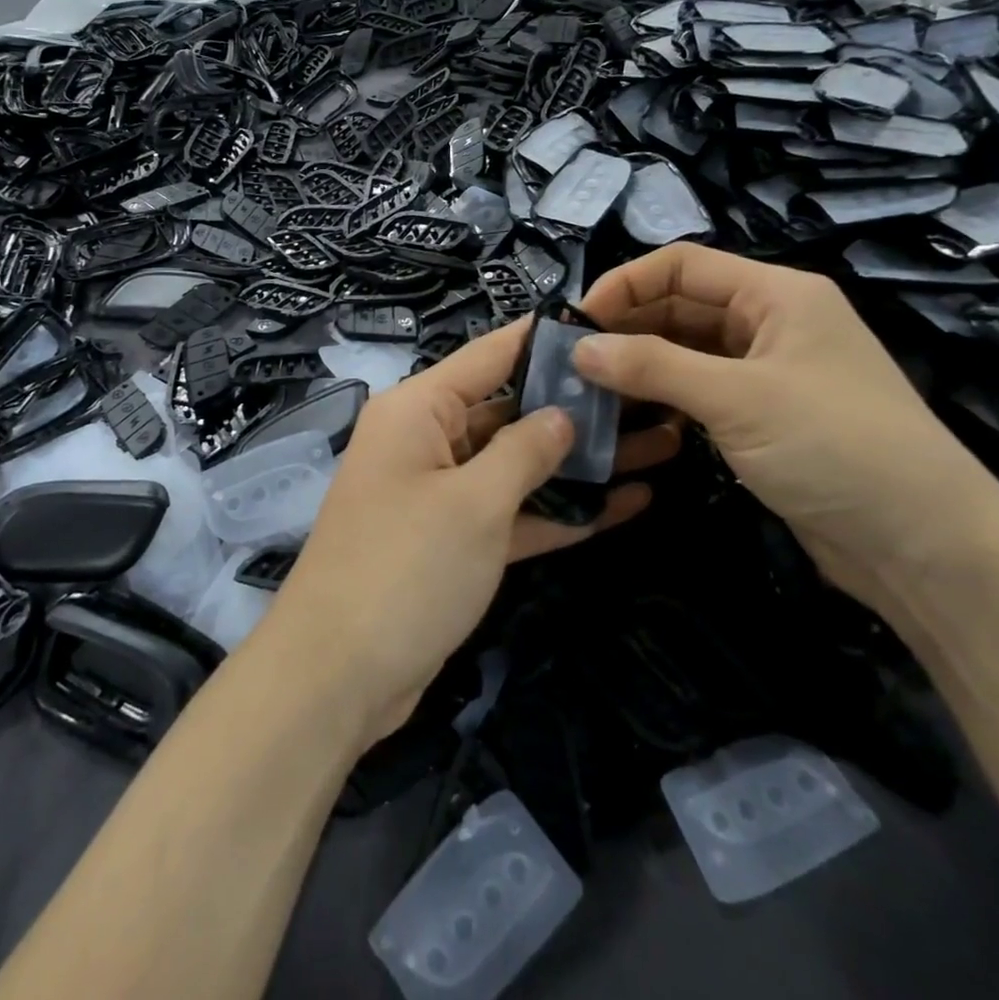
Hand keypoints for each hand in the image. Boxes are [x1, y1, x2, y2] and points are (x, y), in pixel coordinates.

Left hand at [264, 320, 679, 745]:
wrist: (338, 677)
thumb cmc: (405, 568)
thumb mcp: (474, 503)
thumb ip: (525, 451)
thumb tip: (562, 414)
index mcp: (419, 410)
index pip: (490, 355)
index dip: (544, 338)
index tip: (605, 322)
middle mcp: (428, 441)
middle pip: (511, 410)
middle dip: (578, 407)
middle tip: (654, 395)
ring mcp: (442, 493)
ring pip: (519, 465)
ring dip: (581, 462)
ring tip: (660, 444)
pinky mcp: (455, 543)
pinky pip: (513, 513)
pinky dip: (560, 511)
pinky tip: (627, 503)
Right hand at [574, 244, 998, 616]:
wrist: (926, 547)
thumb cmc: (836, 447)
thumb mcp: (738, 398)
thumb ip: (653, 366)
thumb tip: (578, 348)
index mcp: (777, 294)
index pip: (682, 265)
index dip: (625, 283)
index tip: (576, 320)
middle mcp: (771, 323)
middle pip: (681, 305)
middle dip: (626, 326)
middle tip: (571, 359)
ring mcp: (768, 371)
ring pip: (686, 350)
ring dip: (639, 363)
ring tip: (586, 387)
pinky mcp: (763, 416)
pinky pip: (699, 390)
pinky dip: (662, 396)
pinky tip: (626, 413)